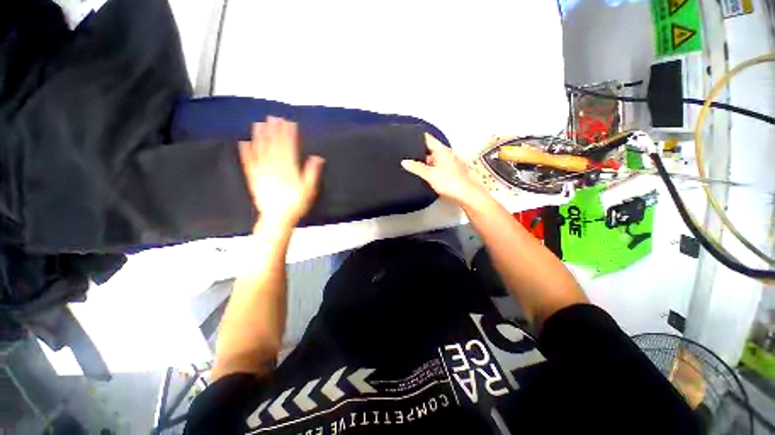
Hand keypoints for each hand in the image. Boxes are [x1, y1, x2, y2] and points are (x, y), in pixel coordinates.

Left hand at [239, 117, 324, 228]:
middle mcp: (274, 167)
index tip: (289, 122)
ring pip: (260, 151)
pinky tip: (243, 142)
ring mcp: (262, 172)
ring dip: (260, 137)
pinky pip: (248, 163)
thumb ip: (312, 173)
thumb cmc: (296, 204)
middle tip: (273, 117)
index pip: (288, 147)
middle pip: (274, 146)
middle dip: (274, 131)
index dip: (289, 134)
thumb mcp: (309, 189)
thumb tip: (317, 157)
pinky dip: (246, 152)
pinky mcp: (253, 178)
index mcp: (288, 169)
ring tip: (259, 124)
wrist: (277, 218)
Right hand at [401, 134, 488, 207]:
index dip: (418, 138)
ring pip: (434, 159)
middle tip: (409, 156)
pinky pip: (438, 166)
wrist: (465, 194)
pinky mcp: (451, 171)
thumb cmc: (450, 182)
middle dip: (420, 153)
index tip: (409, 138)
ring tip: (416, 167)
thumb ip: (416, 167)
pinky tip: (427, 175)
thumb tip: (405, 162)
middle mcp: (447, 154)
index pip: (427, 139)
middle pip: (430, 149)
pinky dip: (432, 169)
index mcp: (442, 150)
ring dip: (426, 162)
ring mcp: (450, 162)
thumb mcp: (429, 174)